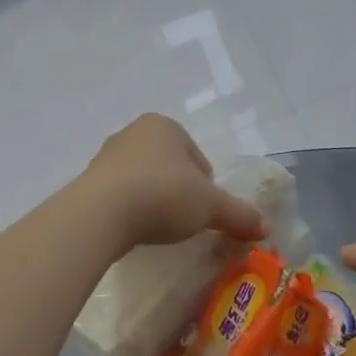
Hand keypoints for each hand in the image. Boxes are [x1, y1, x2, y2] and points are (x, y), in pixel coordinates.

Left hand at [80, 115, 267, 250]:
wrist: (100, 214)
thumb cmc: (163, 195)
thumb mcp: (210, 207)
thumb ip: (239, 215)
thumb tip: (267, 228)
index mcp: (165, 126)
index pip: (198, 158)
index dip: (206, 187)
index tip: (203, 212)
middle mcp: (134, 132)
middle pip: (170, 167)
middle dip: (179, 192)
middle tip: (183, 222)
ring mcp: (107, 156)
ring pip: (144, 179)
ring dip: (153, 200)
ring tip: (157, 228)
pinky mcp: (88, 181)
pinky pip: (120, 195)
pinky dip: (131, 210)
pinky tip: (133, 229)